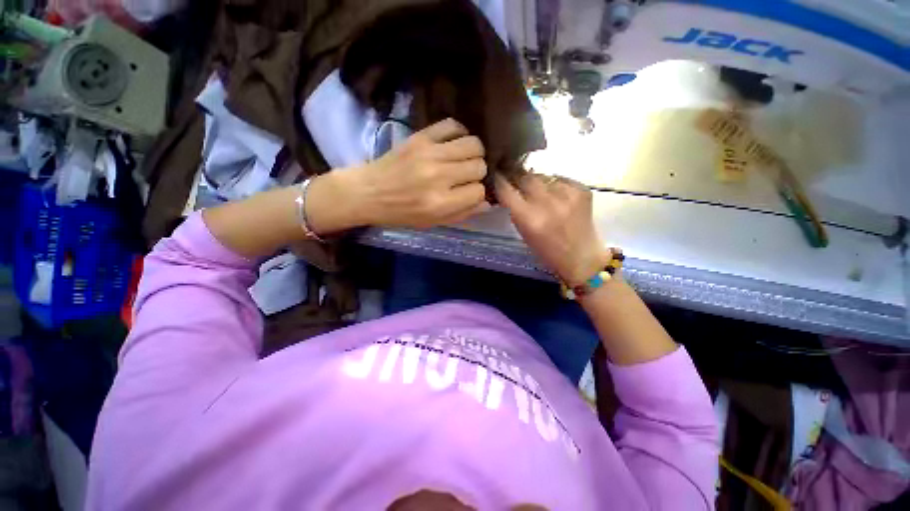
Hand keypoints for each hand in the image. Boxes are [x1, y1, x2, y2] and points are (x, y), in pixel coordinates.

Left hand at [344, 118, 489, 228]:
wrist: (369, 192)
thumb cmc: (402, 213)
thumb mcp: (433, 222)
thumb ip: (463, 214)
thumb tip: (487, 201)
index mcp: (441, 203)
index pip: (479, 191)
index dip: (478, 193)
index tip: (470, 192)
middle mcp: (439, 176)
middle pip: (479, 166)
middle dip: (478, 173)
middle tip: (467, 176)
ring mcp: (430, 153)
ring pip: (473, 144)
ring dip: (474, 153)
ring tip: (464, 159)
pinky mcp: (421, 136)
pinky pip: (453, 125)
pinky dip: (460, 133)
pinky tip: (455, 143)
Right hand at [496, 174, 609, 285]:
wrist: (582, 258)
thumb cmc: (548, 252)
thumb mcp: (524, 233)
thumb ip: (516, 210)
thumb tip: (509, 189)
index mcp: (529, 219)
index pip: (506, 190)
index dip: (499, 181)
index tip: (497, 176)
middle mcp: (547, 204)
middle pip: (525, 177)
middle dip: (517, 177)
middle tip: (516, 180)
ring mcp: (567, 195)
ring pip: (543, 176)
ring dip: (537, 183)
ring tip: (541, 195)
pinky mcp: (582, 190)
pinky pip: (560, 179)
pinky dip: (555, 185)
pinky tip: (558, 198)